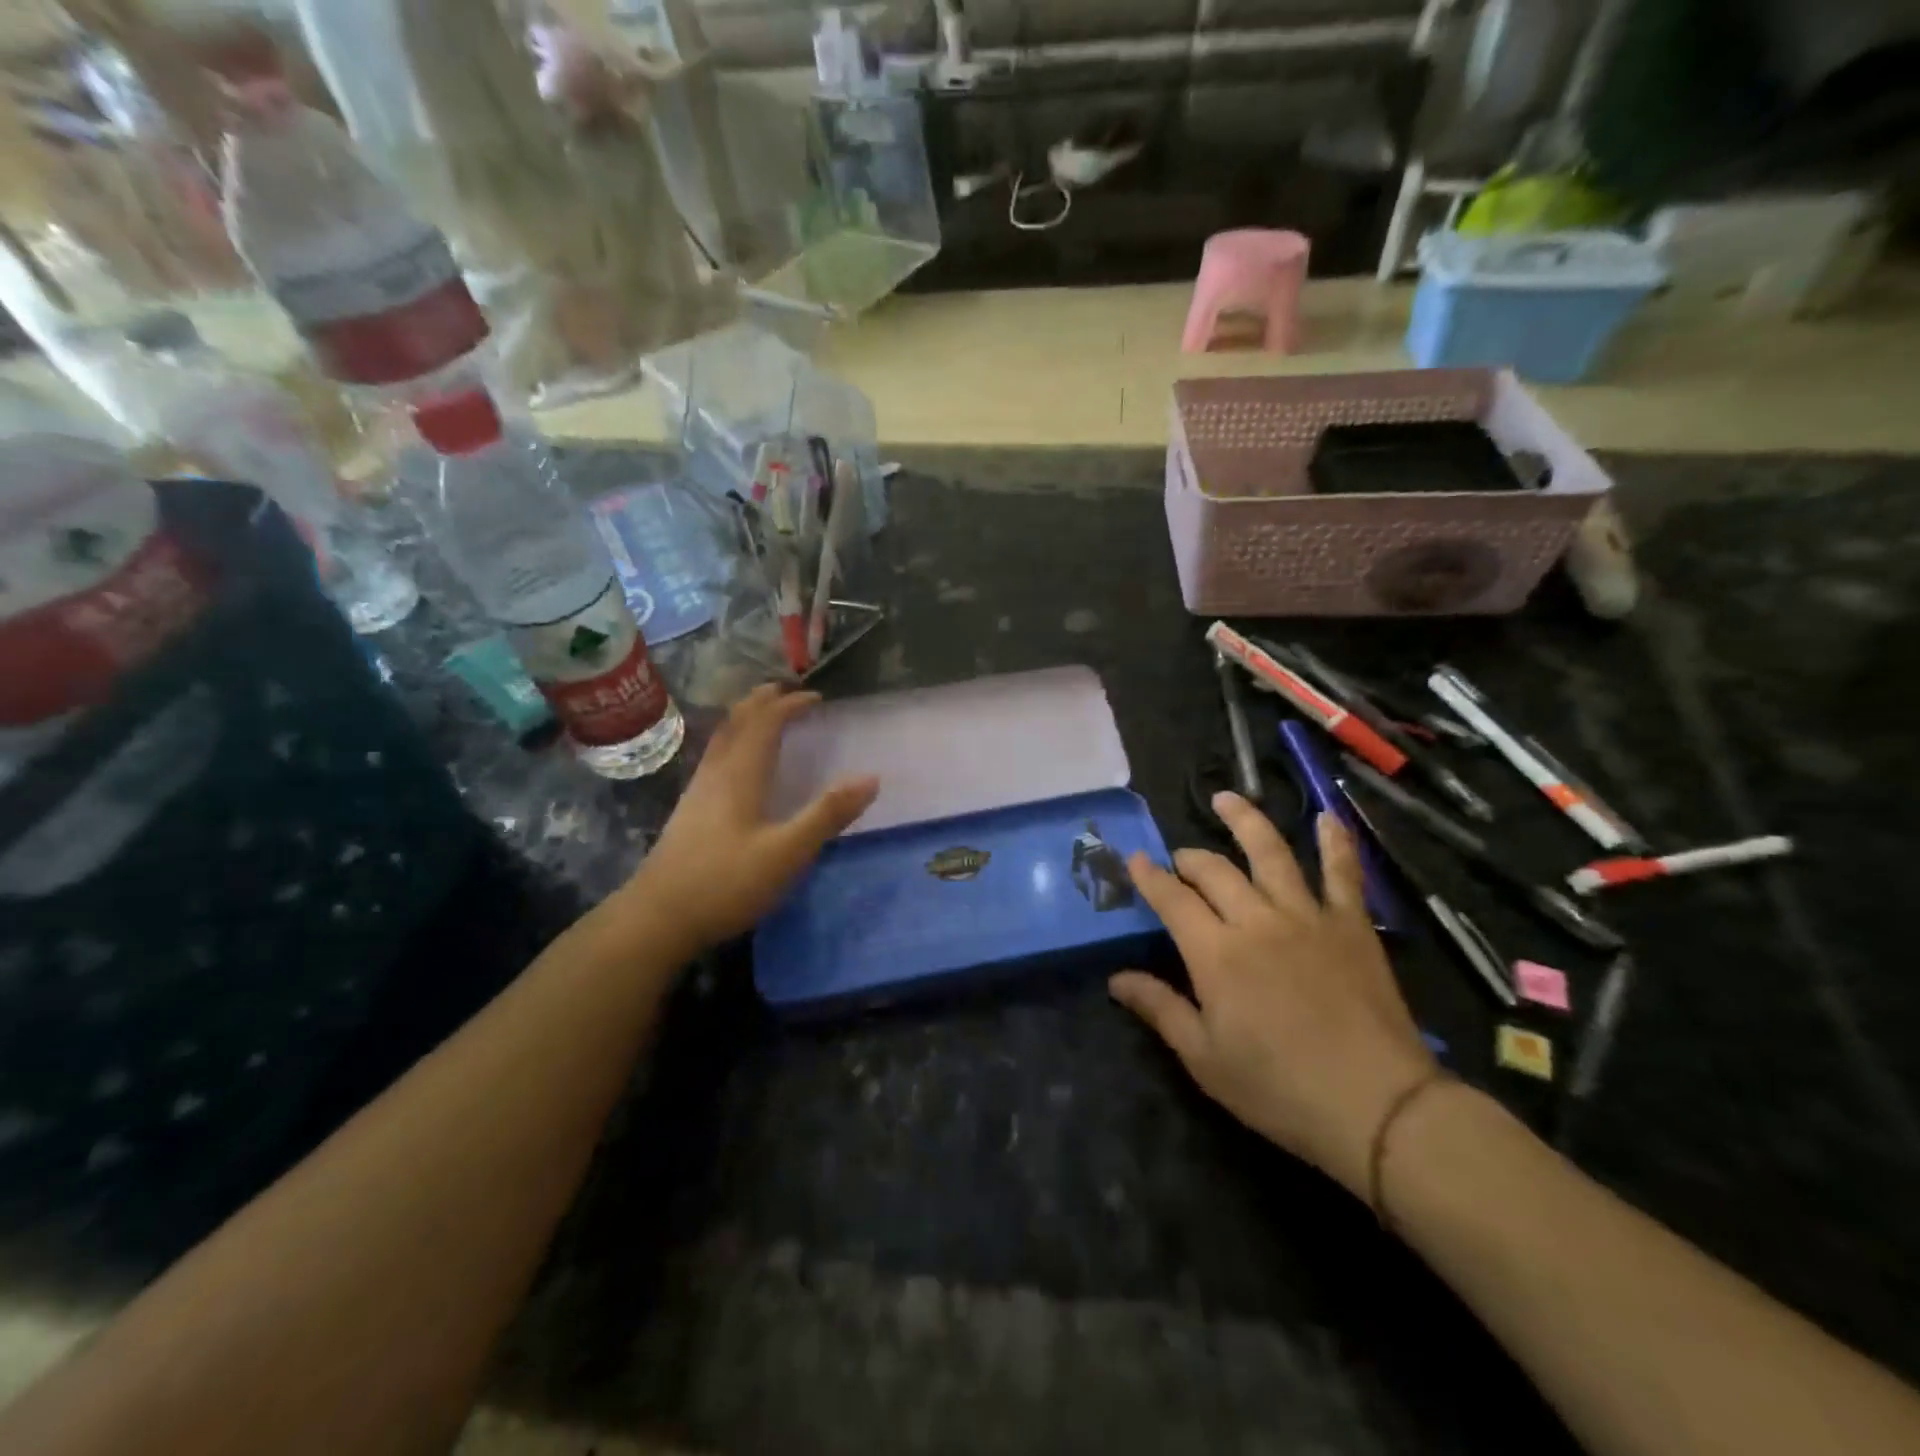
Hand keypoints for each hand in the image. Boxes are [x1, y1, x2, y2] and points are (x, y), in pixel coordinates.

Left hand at [622, 685, 878, 952]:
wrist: (657, 918)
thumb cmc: (725, 883)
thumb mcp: (787, 853)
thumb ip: (827, 815)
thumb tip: (871, 778)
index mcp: (740, 775)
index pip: (765, 723)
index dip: (790, 705)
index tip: (817, 698)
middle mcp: (716, 774)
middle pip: (737, 723)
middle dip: (762, 702)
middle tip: (786, 691)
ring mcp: (698, 792)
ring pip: (722, 739)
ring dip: (745, 719)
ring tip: (763, 716)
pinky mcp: (689, 812)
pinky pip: (715, 758)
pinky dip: (734, 743)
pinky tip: (736, 765)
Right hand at [1110, 792, 1436, 1198]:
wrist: (1378, 1106)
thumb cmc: (1279, 1088)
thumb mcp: (1205, 1058)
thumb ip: (1160, 1008)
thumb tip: (1115, 977)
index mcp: (1215, 952)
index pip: (1171, 899)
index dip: (1148, 876)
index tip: (1133, 859)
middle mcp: (1256, 919)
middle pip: (1214, 870)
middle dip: (1189, 858)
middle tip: (1180, 861)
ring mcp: (1307, 915)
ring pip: (1270, 852)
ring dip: (1245, 820)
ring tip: (1227, 798)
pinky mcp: (1351, 923)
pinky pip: (1343, 872)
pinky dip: (1335, 841)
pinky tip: (1327, 816)